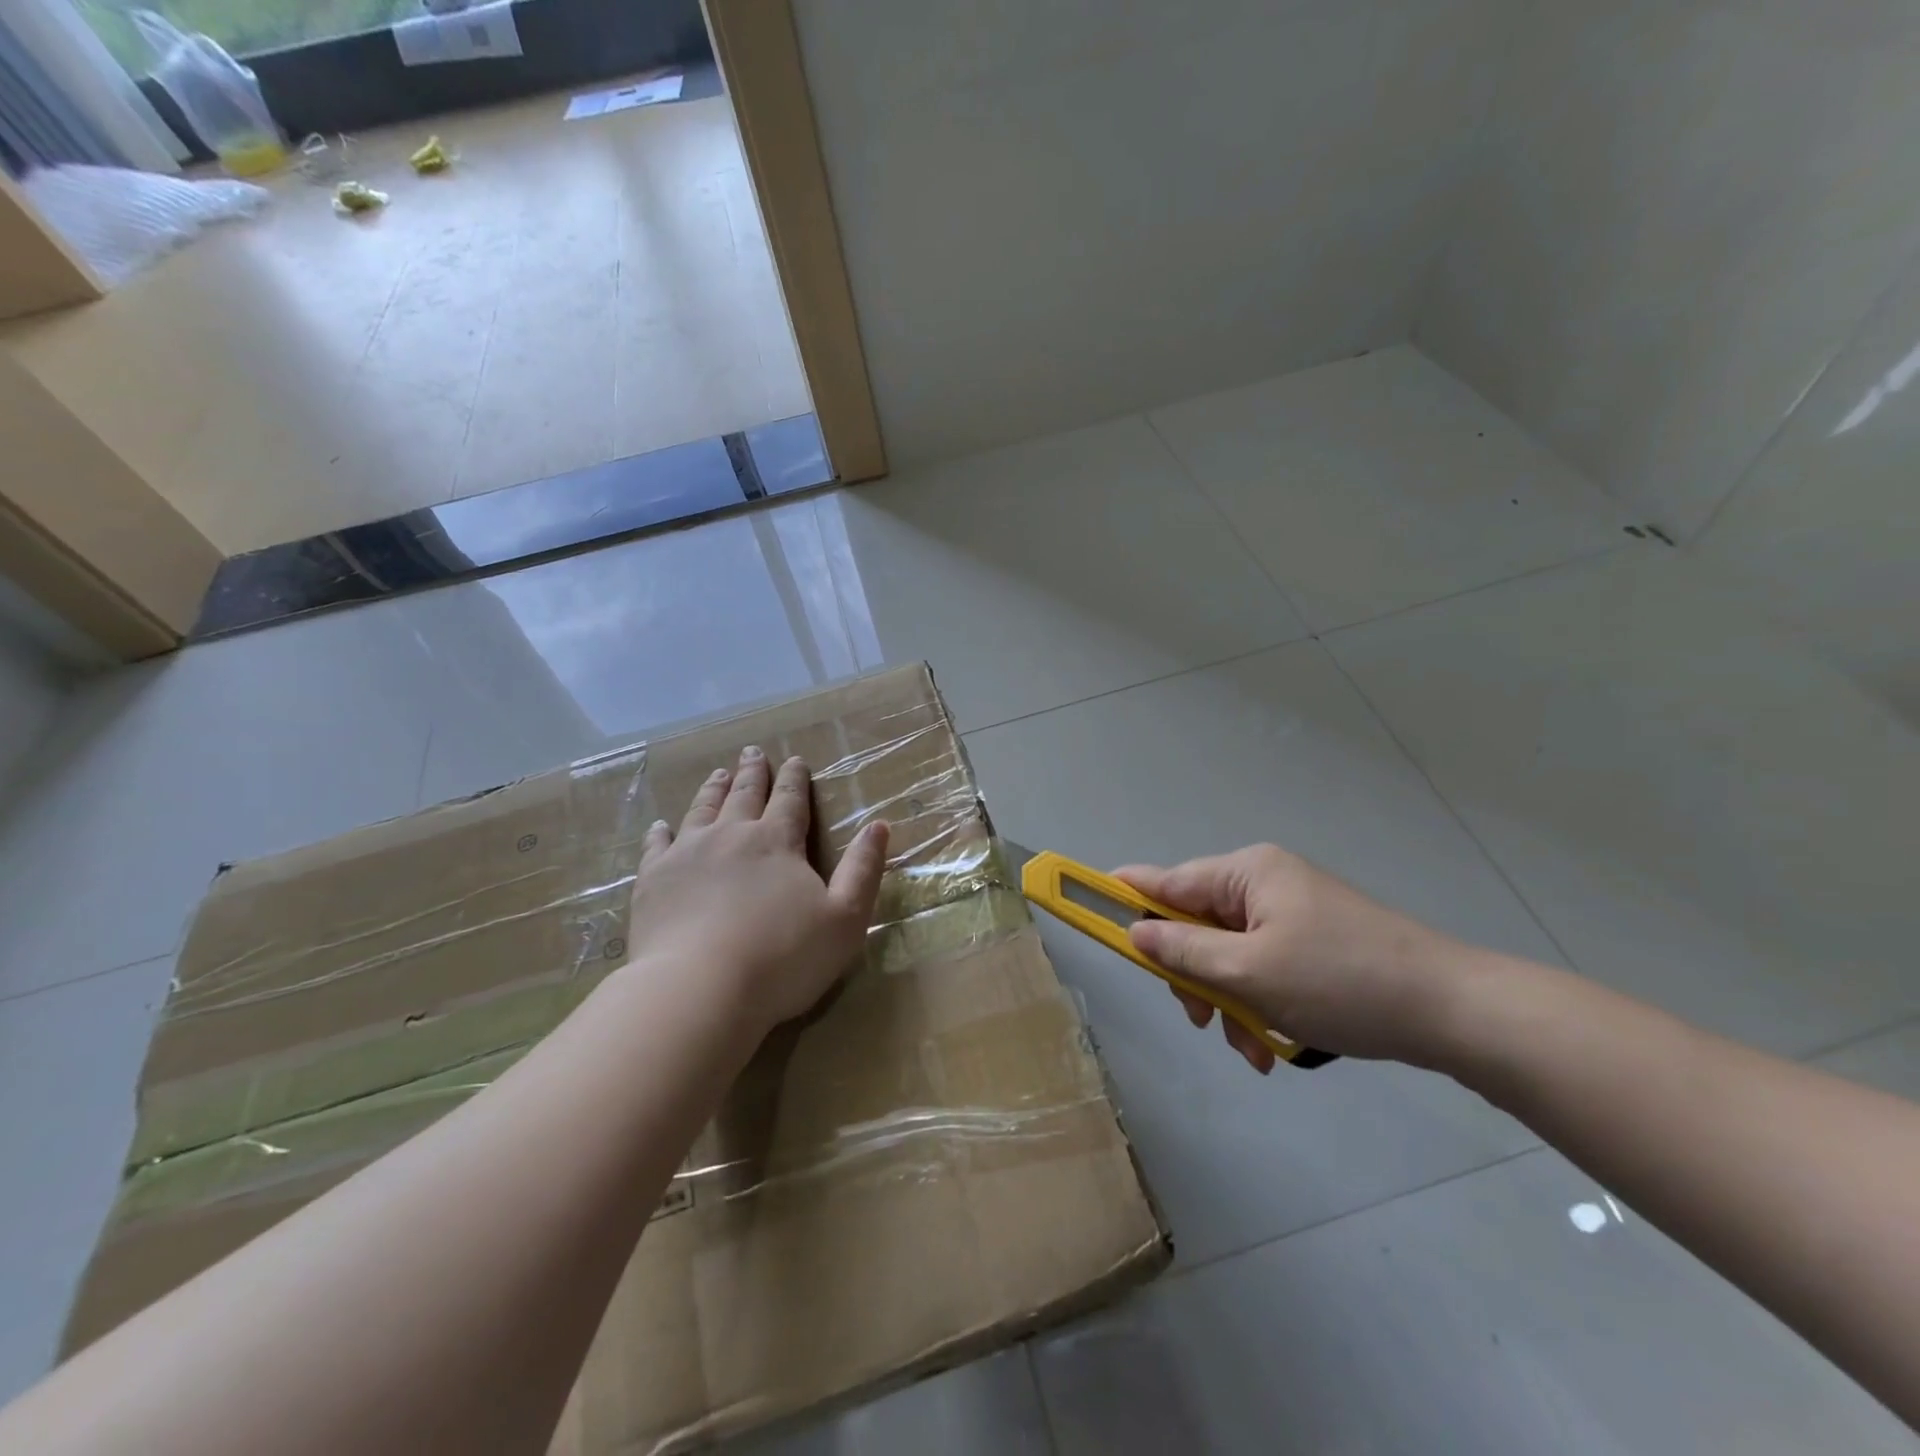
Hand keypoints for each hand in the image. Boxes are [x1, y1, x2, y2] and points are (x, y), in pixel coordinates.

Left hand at [628, 746, 888, 1034]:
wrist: (699, 989)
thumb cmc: (783, 957)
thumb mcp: (845, 918)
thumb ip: (863, 870)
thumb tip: (879, 825)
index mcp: (777, 842)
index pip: (790, 799)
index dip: (794, 778)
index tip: (795, 759)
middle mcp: (732, 835)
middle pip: (744, 795)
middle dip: (752, 773)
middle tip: (752, 752)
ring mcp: (687, 854)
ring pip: (702, 809)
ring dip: (713, 789)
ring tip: (718, 773)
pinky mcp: (653, 880)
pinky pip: (657, 845)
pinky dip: (661, 831)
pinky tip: (662, 825)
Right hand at [1115, 844, 1470, 1073]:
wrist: (1453, 1011)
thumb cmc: (1340, 981)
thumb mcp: (1249, 971)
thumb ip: (1183, 950)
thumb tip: (1135, 931)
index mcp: (1246, 873)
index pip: (1165, 881)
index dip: (1123, 898)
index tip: (1085, 909)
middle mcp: (1264, 884)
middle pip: (1195, 925)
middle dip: (1194, 977)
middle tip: (1204, 1021)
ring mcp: (1291, 914)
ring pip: (1228, 956)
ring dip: (1229, 1002)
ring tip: (1252, 1049)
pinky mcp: (1314, 944)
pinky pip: (1262, 969)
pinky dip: (1258, 1005)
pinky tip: (1272, 1048)